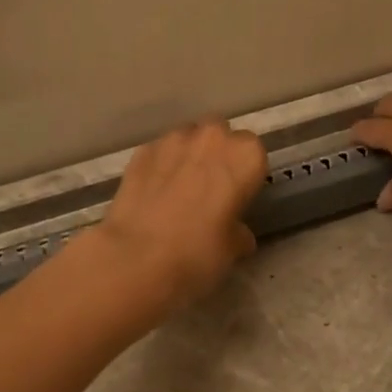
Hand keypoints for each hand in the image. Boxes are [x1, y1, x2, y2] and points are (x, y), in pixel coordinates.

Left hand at [93, 119, 268, 315]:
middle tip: (211, 187)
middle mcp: (212, 137)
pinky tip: (154, 192)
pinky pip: (159, 152)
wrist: (137, 257)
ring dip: (188, 155)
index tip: (238, 194)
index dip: (245, 173)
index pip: (254, 152)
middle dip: (217, 153)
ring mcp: (172, 140)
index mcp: (245, 156)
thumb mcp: (233, 249)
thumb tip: (238, 233)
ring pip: (188, 138)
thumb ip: (239, 232)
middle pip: (220, 135)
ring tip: (179, 188)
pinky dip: (160, 165)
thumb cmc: (199, 251)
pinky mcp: (141, 151)